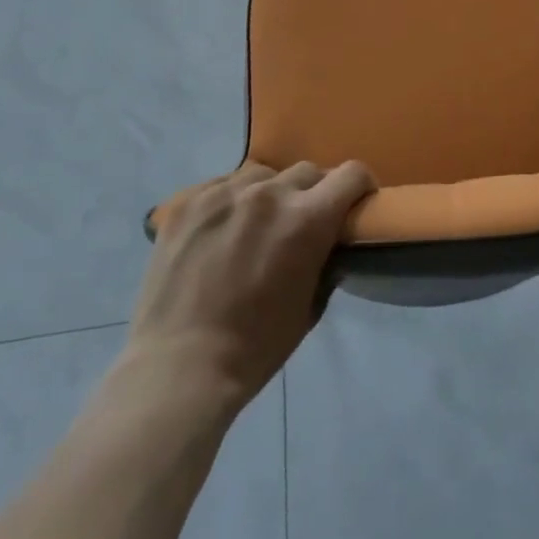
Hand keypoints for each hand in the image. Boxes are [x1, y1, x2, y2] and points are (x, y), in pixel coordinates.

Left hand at [120, 160, 375, 414]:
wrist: (179, 367)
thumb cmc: (256, 346)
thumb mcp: (310, 305)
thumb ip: (325, 260)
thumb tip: (328, 241)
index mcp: (307, 218)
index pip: (351, 173)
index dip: (359, 186)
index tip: (353, 203)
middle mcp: (268, 193)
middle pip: (307, 171)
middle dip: (312, 193)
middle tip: (300, 223)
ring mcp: (223, 192)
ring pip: (262, 174)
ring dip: (269, 193)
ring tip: (254, 225)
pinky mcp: (187, 201)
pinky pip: (221, 185)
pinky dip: (229, 202)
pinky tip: (218, 232)